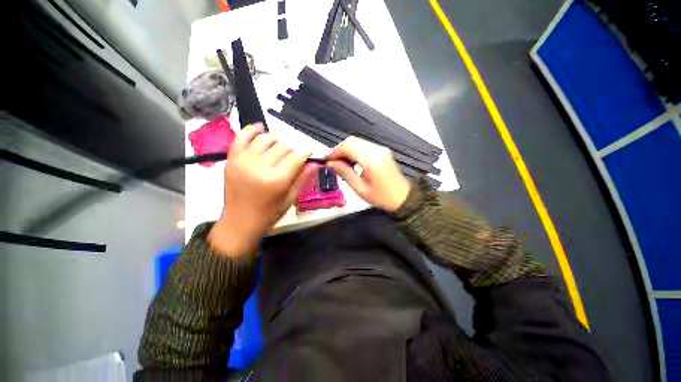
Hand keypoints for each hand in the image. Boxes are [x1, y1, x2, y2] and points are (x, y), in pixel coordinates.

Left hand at [209, 123, 313, 256]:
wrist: (239, 222)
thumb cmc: (269, 214)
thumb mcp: (290, 199)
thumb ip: (303, 179)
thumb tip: (315, 163)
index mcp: (277, 180)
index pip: (296, 157)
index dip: (305, 152)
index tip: (309, 151)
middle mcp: (260, 167)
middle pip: (283, 146)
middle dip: (292, 149)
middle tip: (294, 156)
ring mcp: (244, 161)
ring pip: (265, 139)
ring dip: (277, 141)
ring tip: (280, 148)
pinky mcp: (232, 159)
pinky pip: (241, 137)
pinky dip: (251, 130)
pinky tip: (260, 128)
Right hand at [326, 136, 410, 211]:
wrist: (403, 196)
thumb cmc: (381, 197)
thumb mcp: (360, 189)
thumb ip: (345, 173)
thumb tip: (331, 164)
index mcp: (371, 160)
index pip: (348, 146)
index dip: (335, 151)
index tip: (326, 160)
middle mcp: (376, 150)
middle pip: (352, 141)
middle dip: (339, 149)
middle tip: (332, 162)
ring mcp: (381, 149)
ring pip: (357, 141)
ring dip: (346, 150)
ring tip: (340, 163)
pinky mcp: (382, 150)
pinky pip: (364, 145)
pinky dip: (354, 151)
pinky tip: (351, 162)